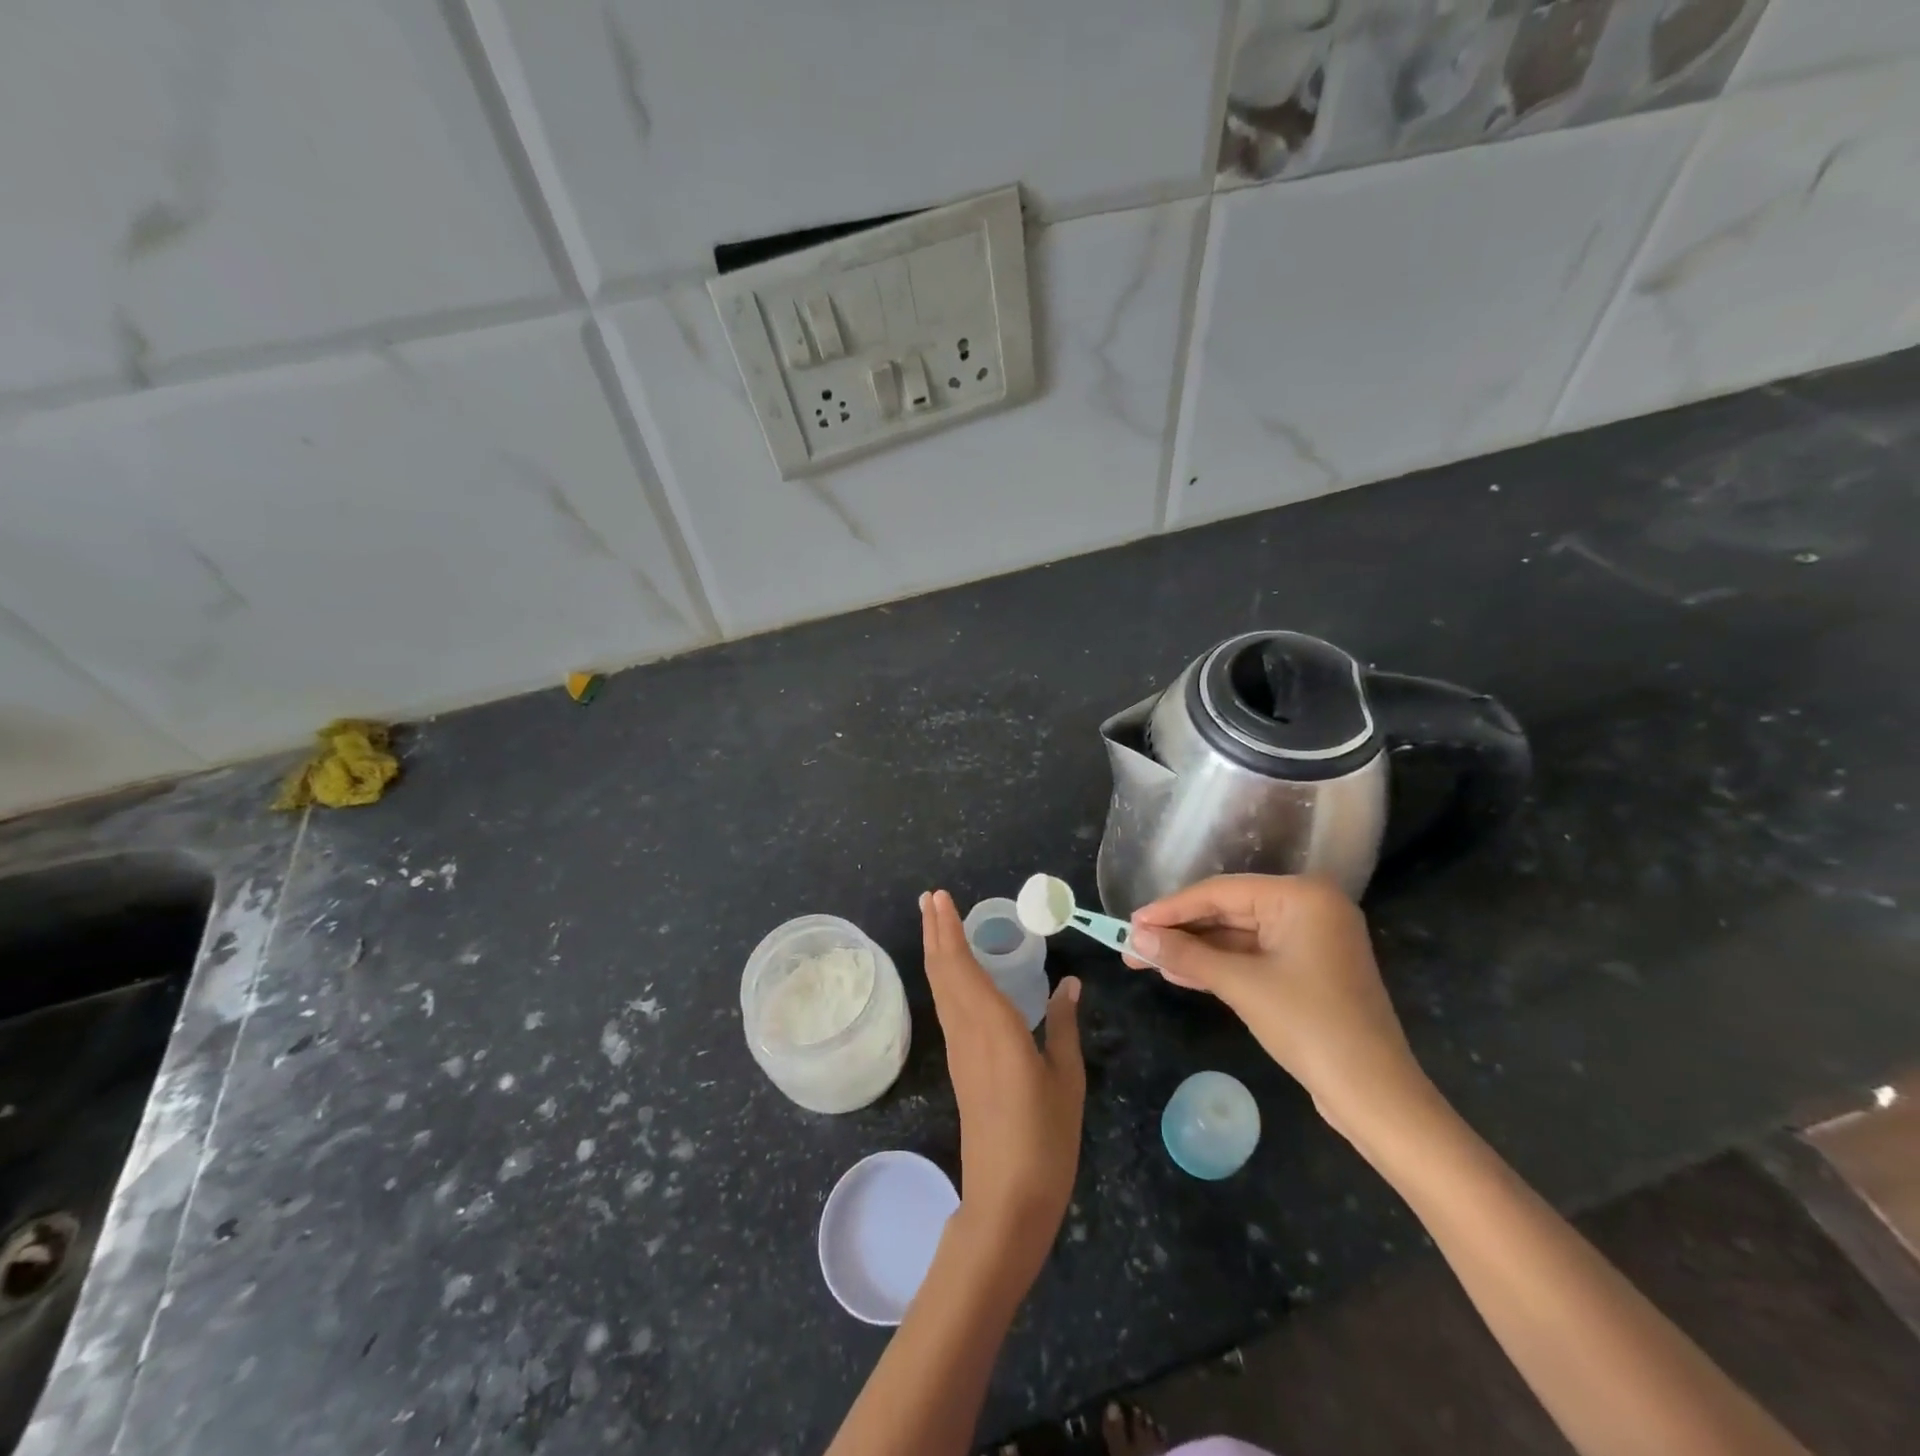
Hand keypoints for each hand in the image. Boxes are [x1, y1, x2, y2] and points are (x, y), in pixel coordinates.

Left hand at [921, 890, 1084, 1275]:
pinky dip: (945, 978)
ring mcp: (960, 1050)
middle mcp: (968, 1031)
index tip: (939, 897)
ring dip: (936, 951)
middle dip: (935, 931)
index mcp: (993, 1026)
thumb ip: (1064, 1027)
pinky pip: (948, 1008)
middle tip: (930, 898)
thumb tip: (1069, 983)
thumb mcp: (1067, 1080)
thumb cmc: (1045, 1139)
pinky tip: (953, 974)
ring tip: (935, 922)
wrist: (1007, 1201)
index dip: (949, 930)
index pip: (962, 966)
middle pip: (943, 971)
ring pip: (941, 989)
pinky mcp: (961, 1066)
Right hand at [1127, 875, 1430, 1138]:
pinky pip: (1251, 956)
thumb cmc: (1311, 1027)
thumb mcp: (1241, 986)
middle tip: (1132, 945)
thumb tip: (1135, 937)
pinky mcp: (1306, 968)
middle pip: (1227, 911)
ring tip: (1145, 960)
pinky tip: (1177, 974)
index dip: (1170, 908)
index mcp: (1301, 896)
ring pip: (1236, 936)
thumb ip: (1186, 955)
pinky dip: (1217, 966)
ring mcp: (1309, 939)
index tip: (1130, 923)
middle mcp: (1307, 907)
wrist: (1375, 1096)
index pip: (1220, 892)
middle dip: (1179, 932)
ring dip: (1193, 951)